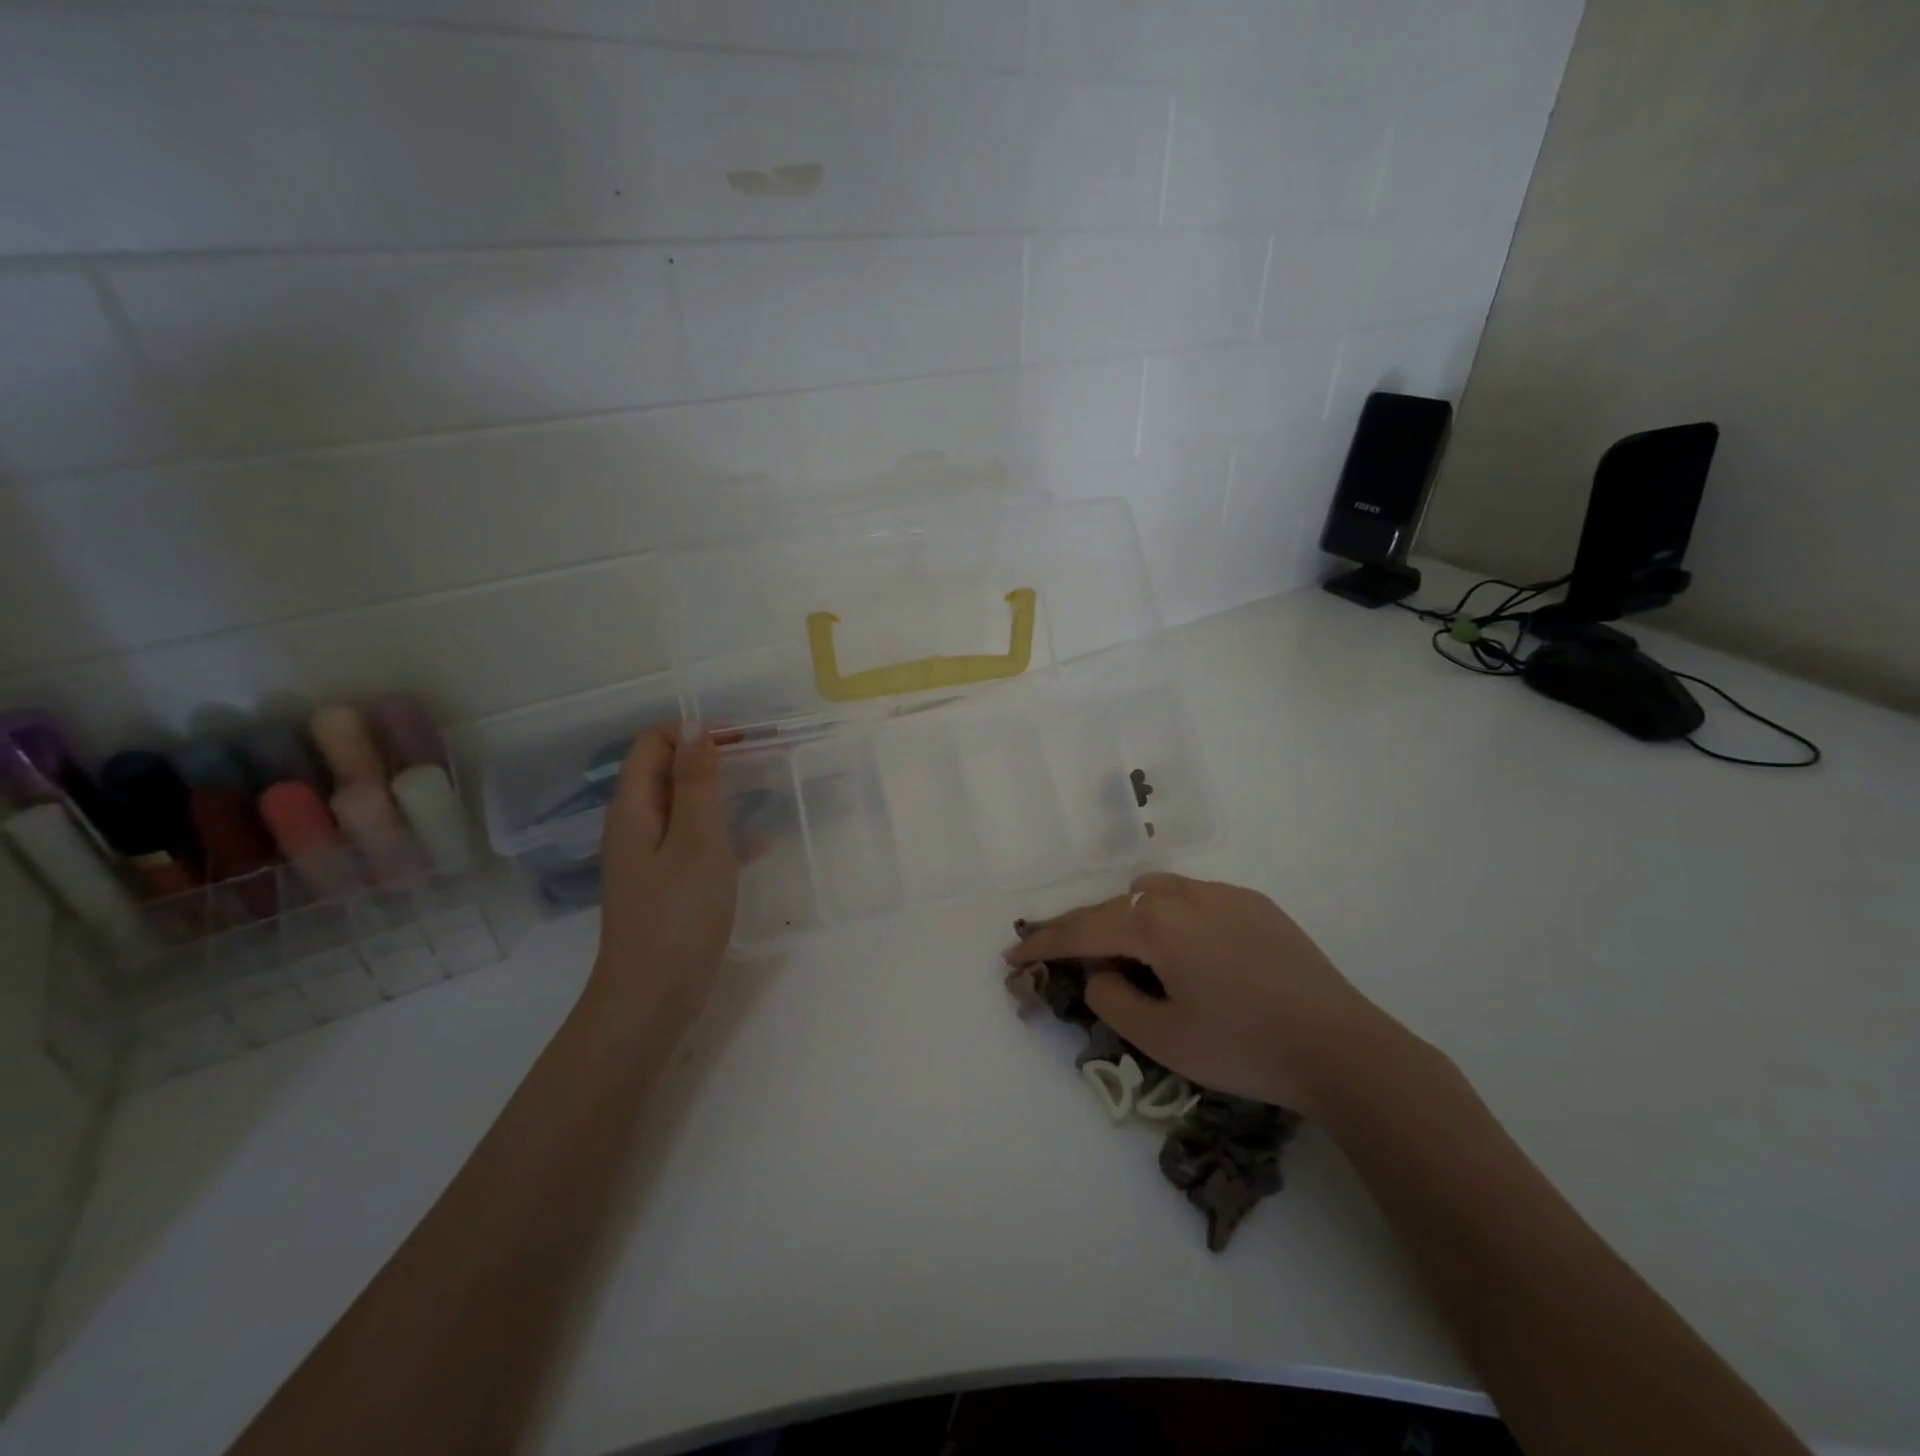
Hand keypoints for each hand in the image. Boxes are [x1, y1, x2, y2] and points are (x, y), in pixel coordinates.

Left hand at [587, 724, 737, 1040]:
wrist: (652, 997)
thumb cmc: (677, 914)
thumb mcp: (696, 841)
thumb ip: (697, 783)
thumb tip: (696, 728)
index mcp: (634, 808)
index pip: (653, 744)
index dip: (693, 732)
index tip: (741, 740)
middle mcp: (637, 826)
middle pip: (669, 771)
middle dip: (712, 759)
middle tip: (762, 761)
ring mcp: (652, 857)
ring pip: (687, 806)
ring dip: (723, 793)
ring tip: (768, 791)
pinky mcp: (670, 883)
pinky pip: (697, 840)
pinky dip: (726, 831)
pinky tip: (764, 840)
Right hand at [1005, 874, 1387, 1111]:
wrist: (1342, 1047)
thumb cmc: (1243, 1047)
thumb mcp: (1163, 1038)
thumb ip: (1113, 1000)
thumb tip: (1100, 971)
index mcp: (1155, 923)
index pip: (1083, 929)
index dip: (1044, 943)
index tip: (1014, 956)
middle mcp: (1185, 895)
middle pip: (1116, 905)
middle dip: (1085, 929)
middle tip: (1065, 956)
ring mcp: (1224, 894)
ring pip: (1156, 893)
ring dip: (1130, 917)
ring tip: (1130, 954)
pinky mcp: (1256, 904)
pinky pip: (1195, 899)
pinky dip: (1171, 917)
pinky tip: (1190, 952)